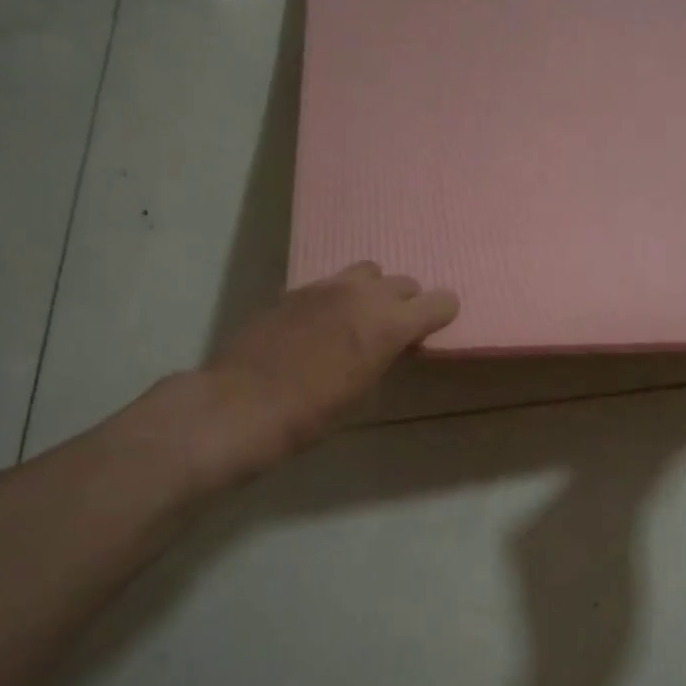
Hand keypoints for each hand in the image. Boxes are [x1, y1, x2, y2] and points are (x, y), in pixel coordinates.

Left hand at [186, 263, 457, 481]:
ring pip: (368, 272)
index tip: (431, 332)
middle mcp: (363, 294)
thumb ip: (385, 357)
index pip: (440, 301)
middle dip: (407, 304)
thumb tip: (389, 346)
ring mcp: (326, 286)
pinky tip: (322, 326)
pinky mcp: (295, 290)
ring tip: (359, 320)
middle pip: (404, 283)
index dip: (441, 316)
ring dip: (373, 292)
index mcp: (390, 323)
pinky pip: (332, 283)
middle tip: (395, 332)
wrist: (243, 404)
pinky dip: (339, 298)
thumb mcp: (365, 392)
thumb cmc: (313, 413)